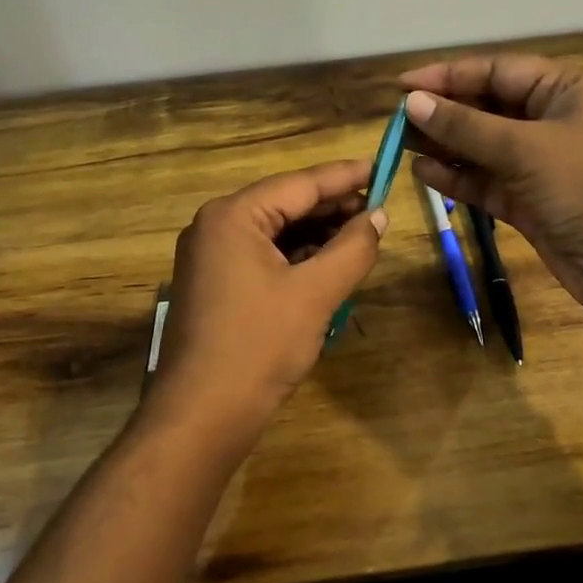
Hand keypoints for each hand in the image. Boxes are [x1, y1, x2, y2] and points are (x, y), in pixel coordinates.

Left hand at [148, 160, 387, 452]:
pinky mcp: (213, 284)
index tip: (382, 166)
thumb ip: (352, 248)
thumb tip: (378, 216)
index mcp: (232, 216)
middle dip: (332, 207)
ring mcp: (209, 256)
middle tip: (379, 209)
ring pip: (274, 232)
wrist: (200, 417)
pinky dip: (295, 257)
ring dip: (316, 234)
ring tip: (360, 238)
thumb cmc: (259, 347)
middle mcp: (215, 226)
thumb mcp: (315, 294)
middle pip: (285, 204)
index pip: (300, 183)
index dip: (345, 176)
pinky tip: (327, 265)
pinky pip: (262, 256)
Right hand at [399, 55, 582, 320]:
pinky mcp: (532, 203)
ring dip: (445, 146)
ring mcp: (541, 165)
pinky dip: (458, 178)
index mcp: (563, 91)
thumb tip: (414, 103)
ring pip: (482, 148)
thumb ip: (467, 126)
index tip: (402, 87)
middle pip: (486, 108)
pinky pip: (487, 182)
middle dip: (443, 113)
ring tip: (400, 145)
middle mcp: (551, 122)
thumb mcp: (527, 149)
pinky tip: (423, 173)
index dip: (448, 76)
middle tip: (396, 120)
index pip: (495, 72)